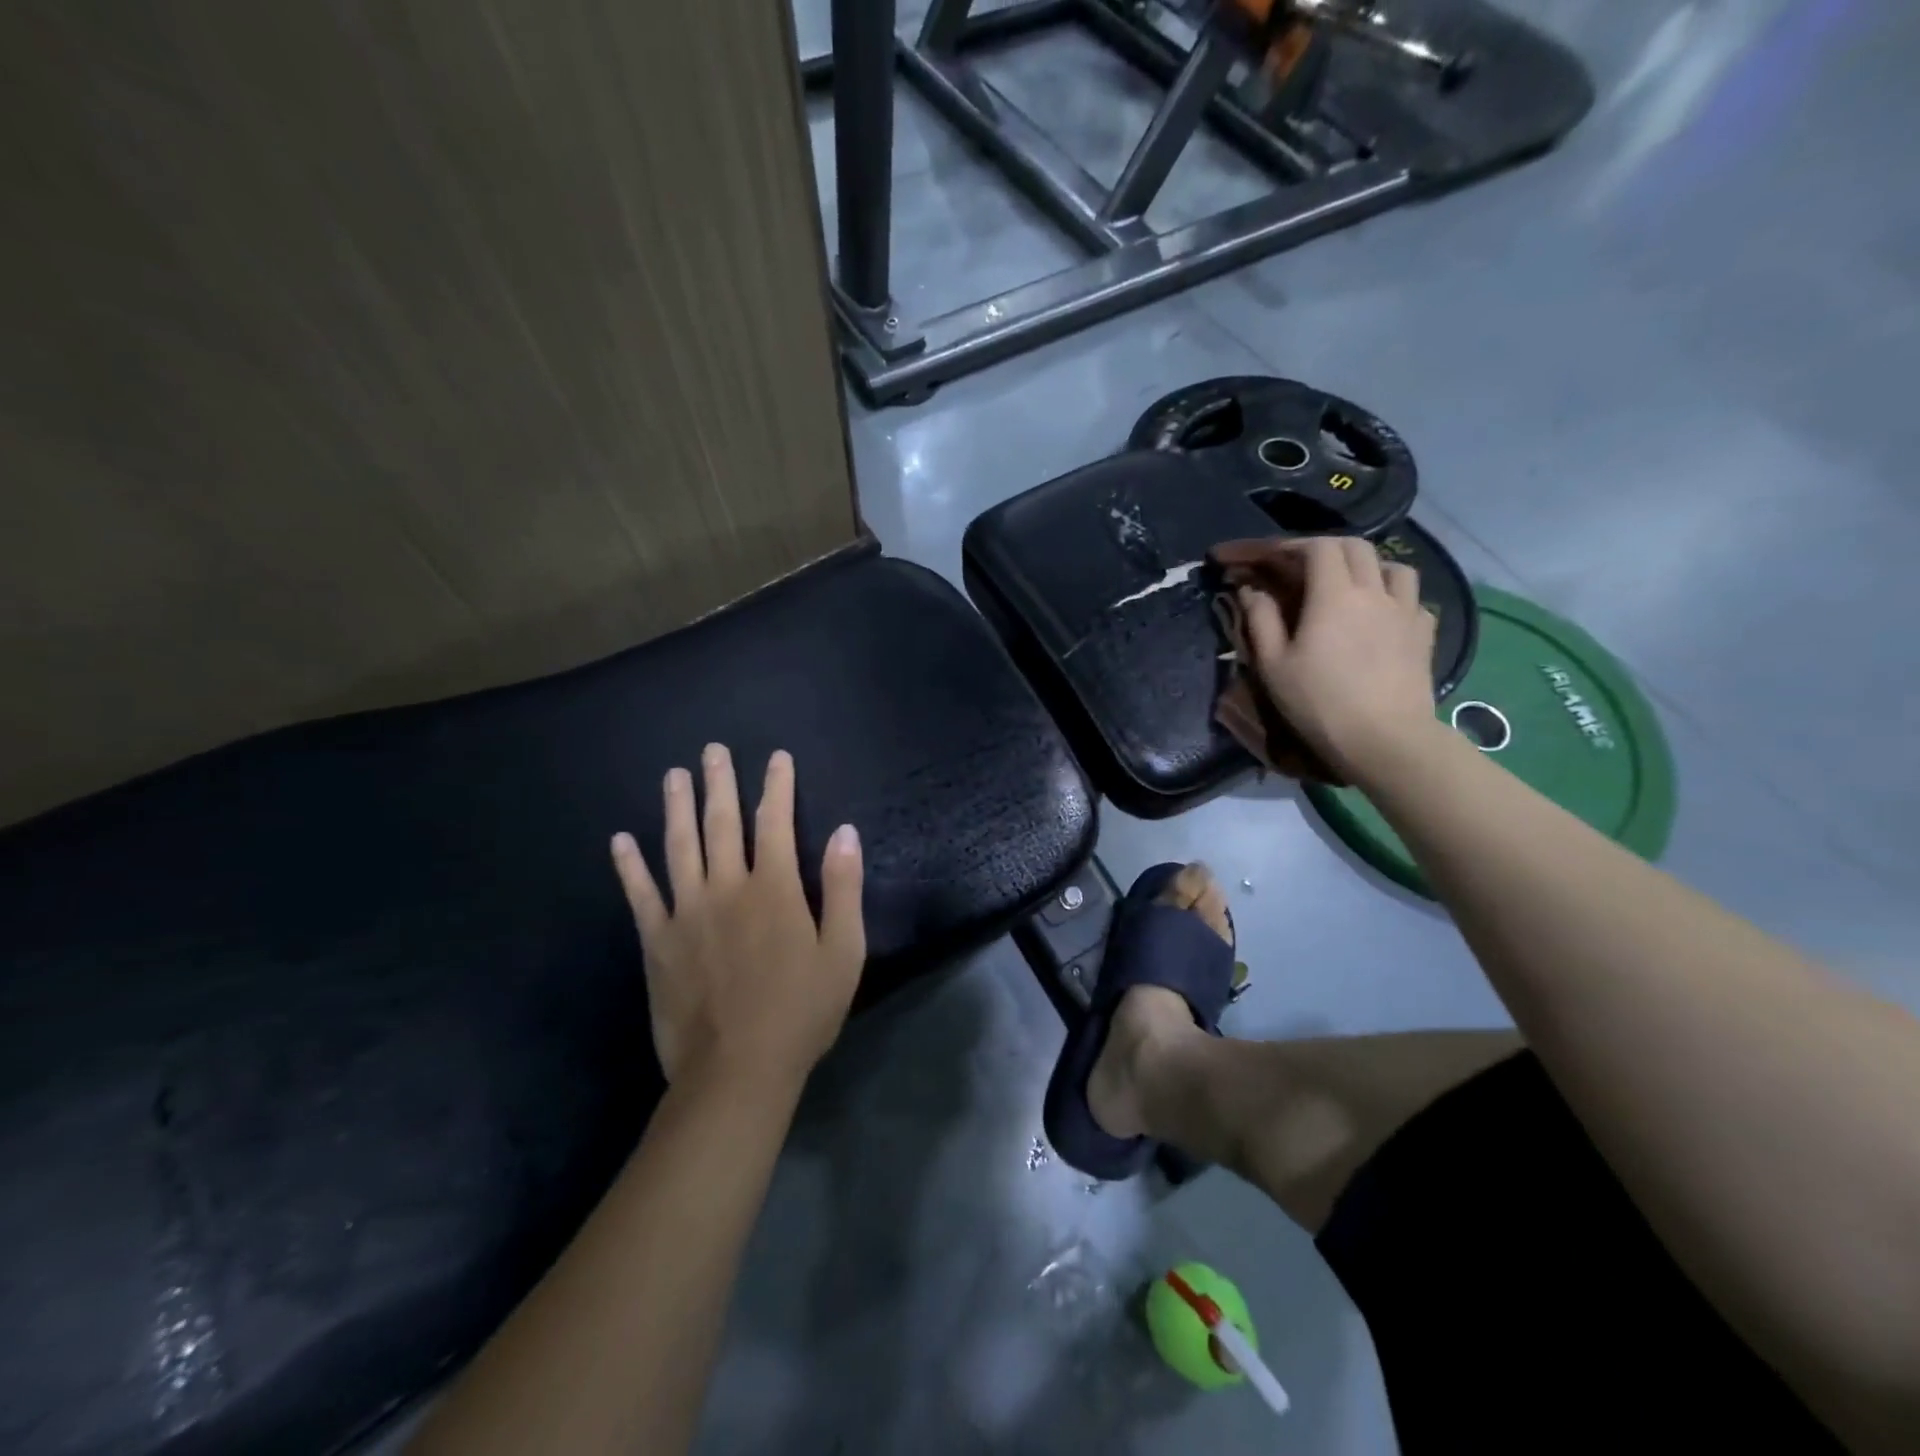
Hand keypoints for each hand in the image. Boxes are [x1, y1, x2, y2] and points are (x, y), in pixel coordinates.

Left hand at [611, 745, 864, 1091]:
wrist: (738, 1070)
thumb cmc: (801, 1011)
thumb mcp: (844, 952)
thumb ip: (844, 888)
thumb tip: (846, 832)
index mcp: (775, 889)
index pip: (776, 822)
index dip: (777, 786)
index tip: (777, 757)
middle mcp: (727, 888)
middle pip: (722, 824)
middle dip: (720, 783)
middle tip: (712, 751)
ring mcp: (686, 913)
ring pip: (679, 847)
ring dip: (677, 808)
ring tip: (674, 776)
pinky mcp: (657, 941)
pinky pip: (640, 894)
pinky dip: (629, 866)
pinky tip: (620, 840)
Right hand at [1237, 536, 1439, 784]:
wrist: (1384, 739)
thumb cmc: (1319, 703)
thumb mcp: (1274, 665)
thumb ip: (1260, 620)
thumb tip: (1251, 591)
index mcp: (1334, 595)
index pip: (1318, 548)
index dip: (1294, 547)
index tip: (1273, 559)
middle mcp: (1374, 592)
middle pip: (1356, 548)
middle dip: (1328, 549)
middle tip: (1305, 567)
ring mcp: (1406, 611)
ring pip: (1393, 567)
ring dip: (1368, 566)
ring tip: (1351, 585)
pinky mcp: (1424, 634)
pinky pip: (1412, 599)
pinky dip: (1394, 597)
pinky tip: (1382, 615)